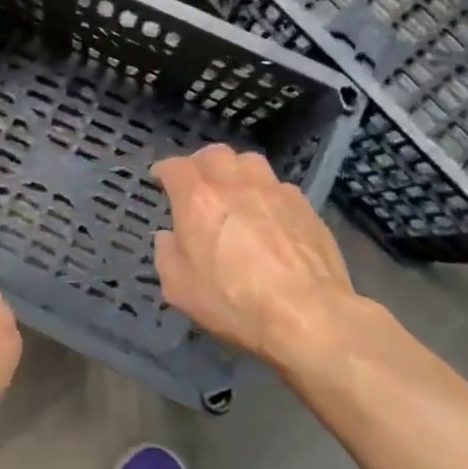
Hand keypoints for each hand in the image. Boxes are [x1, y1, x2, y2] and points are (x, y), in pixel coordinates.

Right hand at [153, 145, 387, 379]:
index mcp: (198, 199)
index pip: (174, 167)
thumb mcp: (179, 288)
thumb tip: (169, 237)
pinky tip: (267, 215)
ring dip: (235, 171)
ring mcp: (274, 190)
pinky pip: (277, 186)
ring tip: (233, 190)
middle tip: (197, 184)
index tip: (160, 180)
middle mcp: (234, 183)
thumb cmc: (234, 301)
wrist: (307, 315)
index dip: (164, 171)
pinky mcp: (304, 205)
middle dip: (200, 164)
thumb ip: (166, 254)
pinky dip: (265, 193)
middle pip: (214, 154)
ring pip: (249, 161)